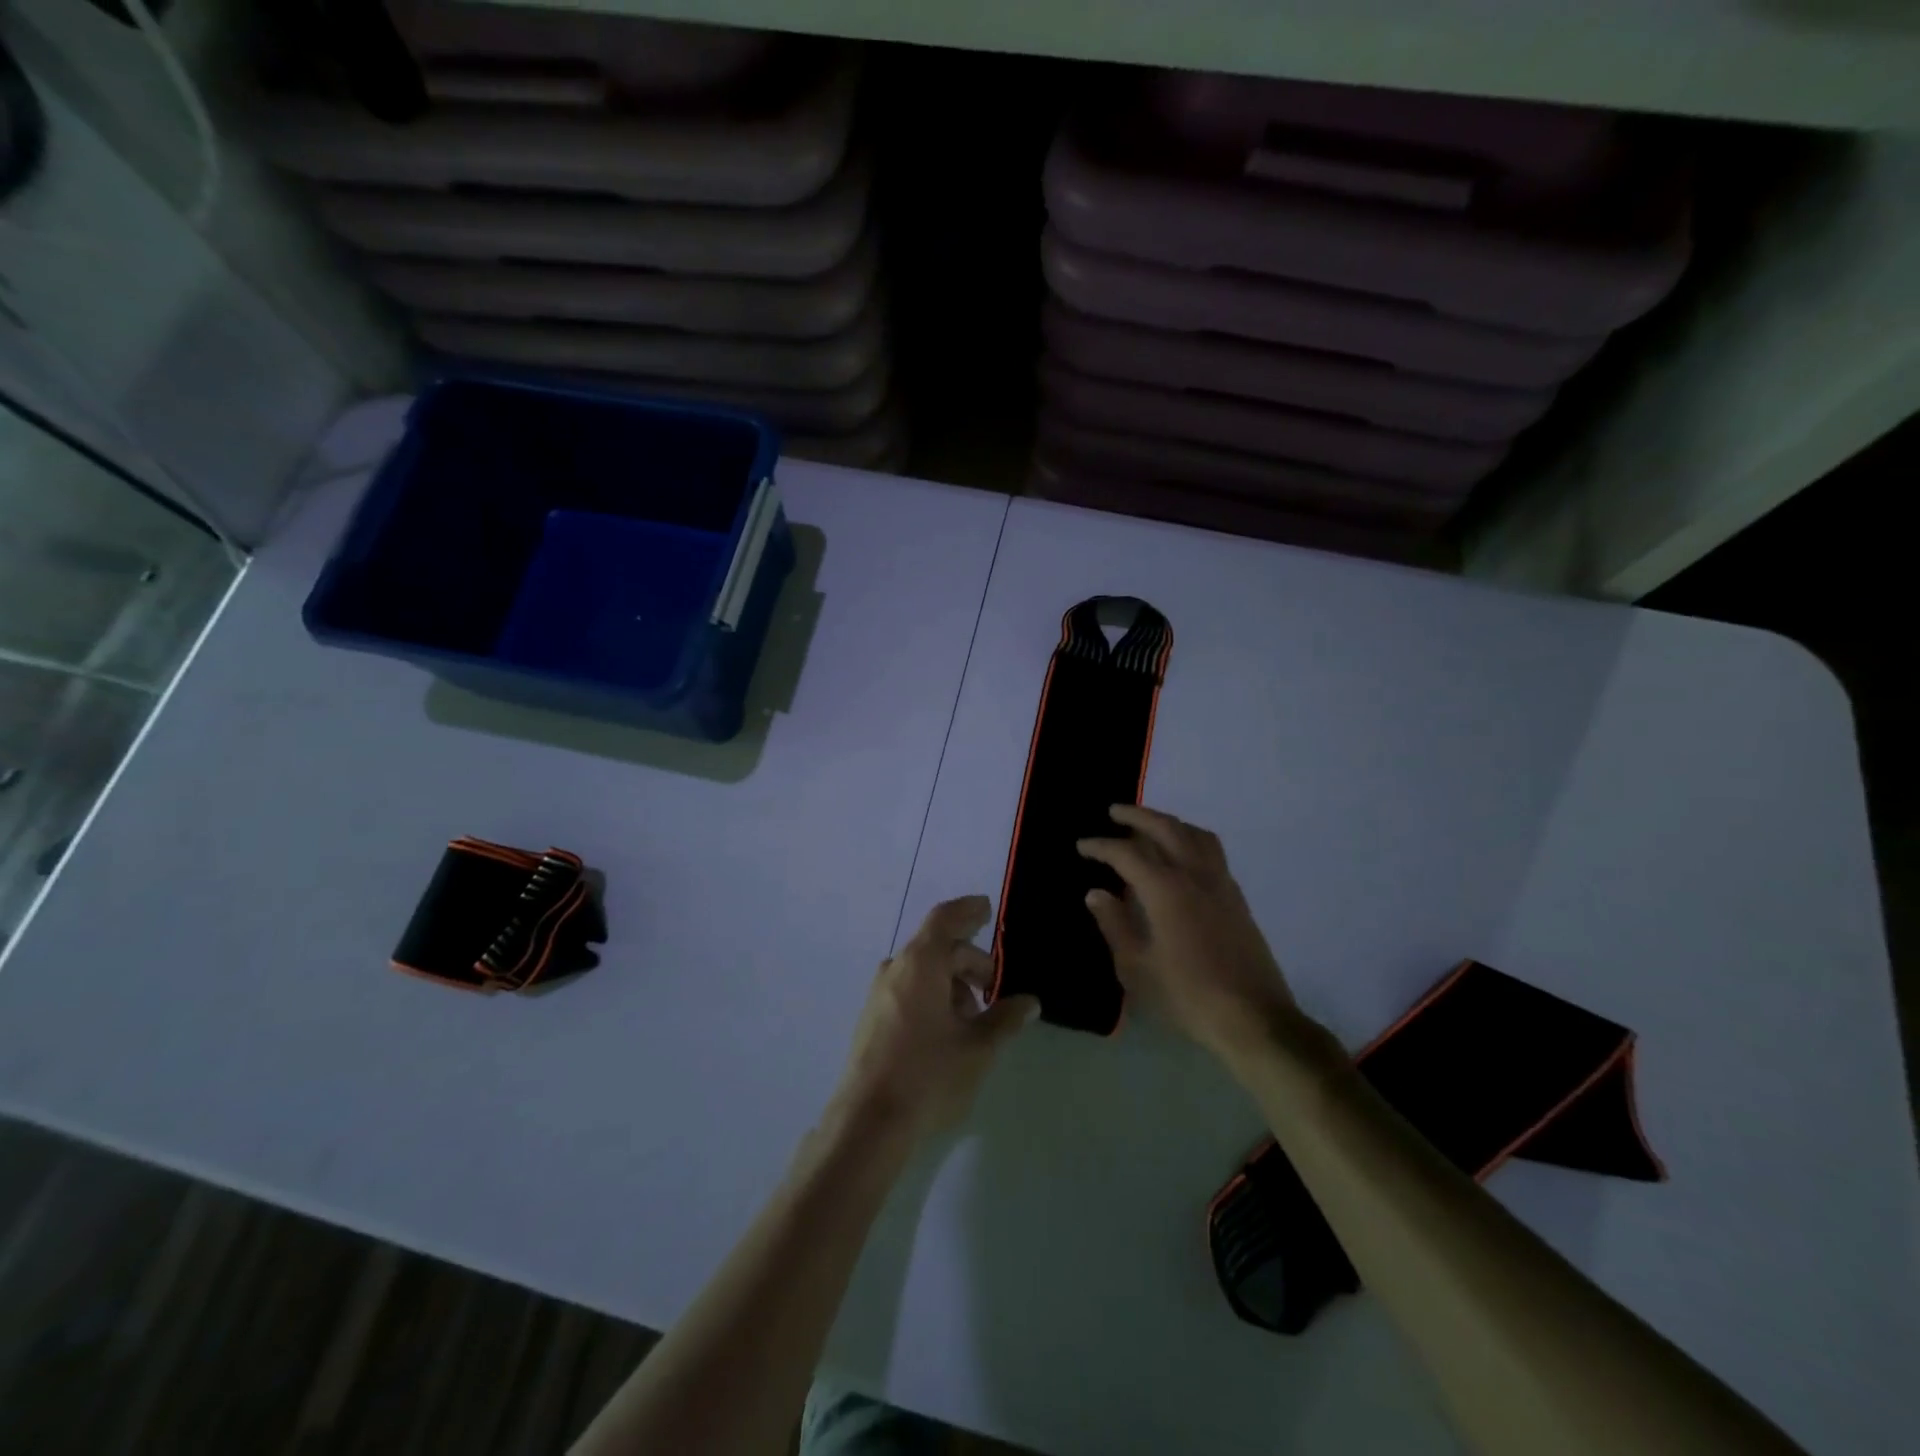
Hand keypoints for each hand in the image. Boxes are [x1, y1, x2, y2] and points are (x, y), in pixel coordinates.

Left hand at [833, 896, 1039, 1140]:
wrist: (868, 1122)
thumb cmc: (929, 1074)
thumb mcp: (978, 1047)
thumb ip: (1005, 1018)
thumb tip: (1029, 1001)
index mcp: (921, 963)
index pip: (946, 919)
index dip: (968, 910)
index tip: (988, 910)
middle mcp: (896, 968)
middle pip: (938, 947)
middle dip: (970, 961)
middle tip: (995, 988)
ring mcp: (879, 993)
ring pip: (923, 971)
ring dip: (952, 983)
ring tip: (975, 1018)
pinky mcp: (872, 1018)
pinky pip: (908, 989)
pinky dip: (933, 995)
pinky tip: (949, 1030)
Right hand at [1078, 805, 1296, 1063]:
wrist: (1254, 1019)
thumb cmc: (1188, 996)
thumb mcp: (1137, 968)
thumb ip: (1115, 925)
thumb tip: (1097, 893)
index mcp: (1166, 890)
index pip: (1127, 853)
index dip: (1101, 846)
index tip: (1082, 845)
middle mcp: (1195, 875)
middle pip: (1165, 828)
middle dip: (1136, 816)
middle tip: (1114, 812)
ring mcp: (1221, 883)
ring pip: (1194, 834)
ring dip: (1168, 822)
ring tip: (1148, 826)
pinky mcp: (1236, 897)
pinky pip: (1211, 850)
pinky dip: (1189, 838)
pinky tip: (1180, 855)